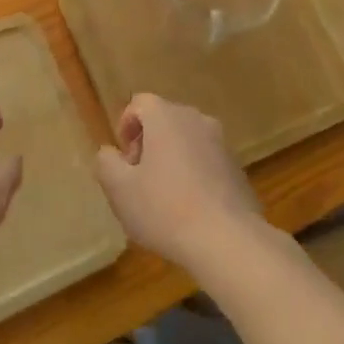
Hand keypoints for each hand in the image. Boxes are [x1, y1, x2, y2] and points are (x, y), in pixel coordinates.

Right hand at [95, 94, 267, 272]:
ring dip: (171, 159)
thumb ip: (106, 163)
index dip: (125, 127)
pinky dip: (194, 173)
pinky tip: (190, 208)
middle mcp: (196, 119)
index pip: (140, 103)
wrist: (227, 240)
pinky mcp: (237, 167)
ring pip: (186, 140)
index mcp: (166, 117)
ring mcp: (221, 142)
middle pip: (164, 120)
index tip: (124, 160)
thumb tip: (110, 153)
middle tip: (139, 179)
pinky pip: (206, 160)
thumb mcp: (120, 190)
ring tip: (164, 197)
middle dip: (148, 143)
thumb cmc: (165, 209)